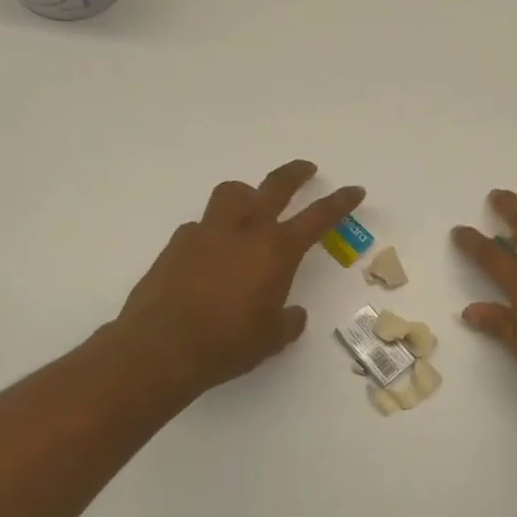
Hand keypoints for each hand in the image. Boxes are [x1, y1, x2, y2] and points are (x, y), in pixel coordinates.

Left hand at [108, 160, 364, 397]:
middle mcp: (244, 231)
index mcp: (277, 251)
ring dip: (247, 193)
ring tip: (251, 207)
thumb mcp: (272, 338)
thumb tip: (292, 314)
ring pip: (232, 193)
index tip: (354, 190)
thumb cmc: (228, 343)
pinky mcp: (177, 244)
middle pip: (275, 186)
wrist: (161, 348)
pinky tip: (210, 255)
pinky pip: (201, 225)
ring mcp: (207, 232)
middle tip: (307, 169)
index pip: (318, 217)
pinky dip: (213, 231)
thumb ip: (287, 320)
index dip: (340, 202)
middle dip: (295, 174)